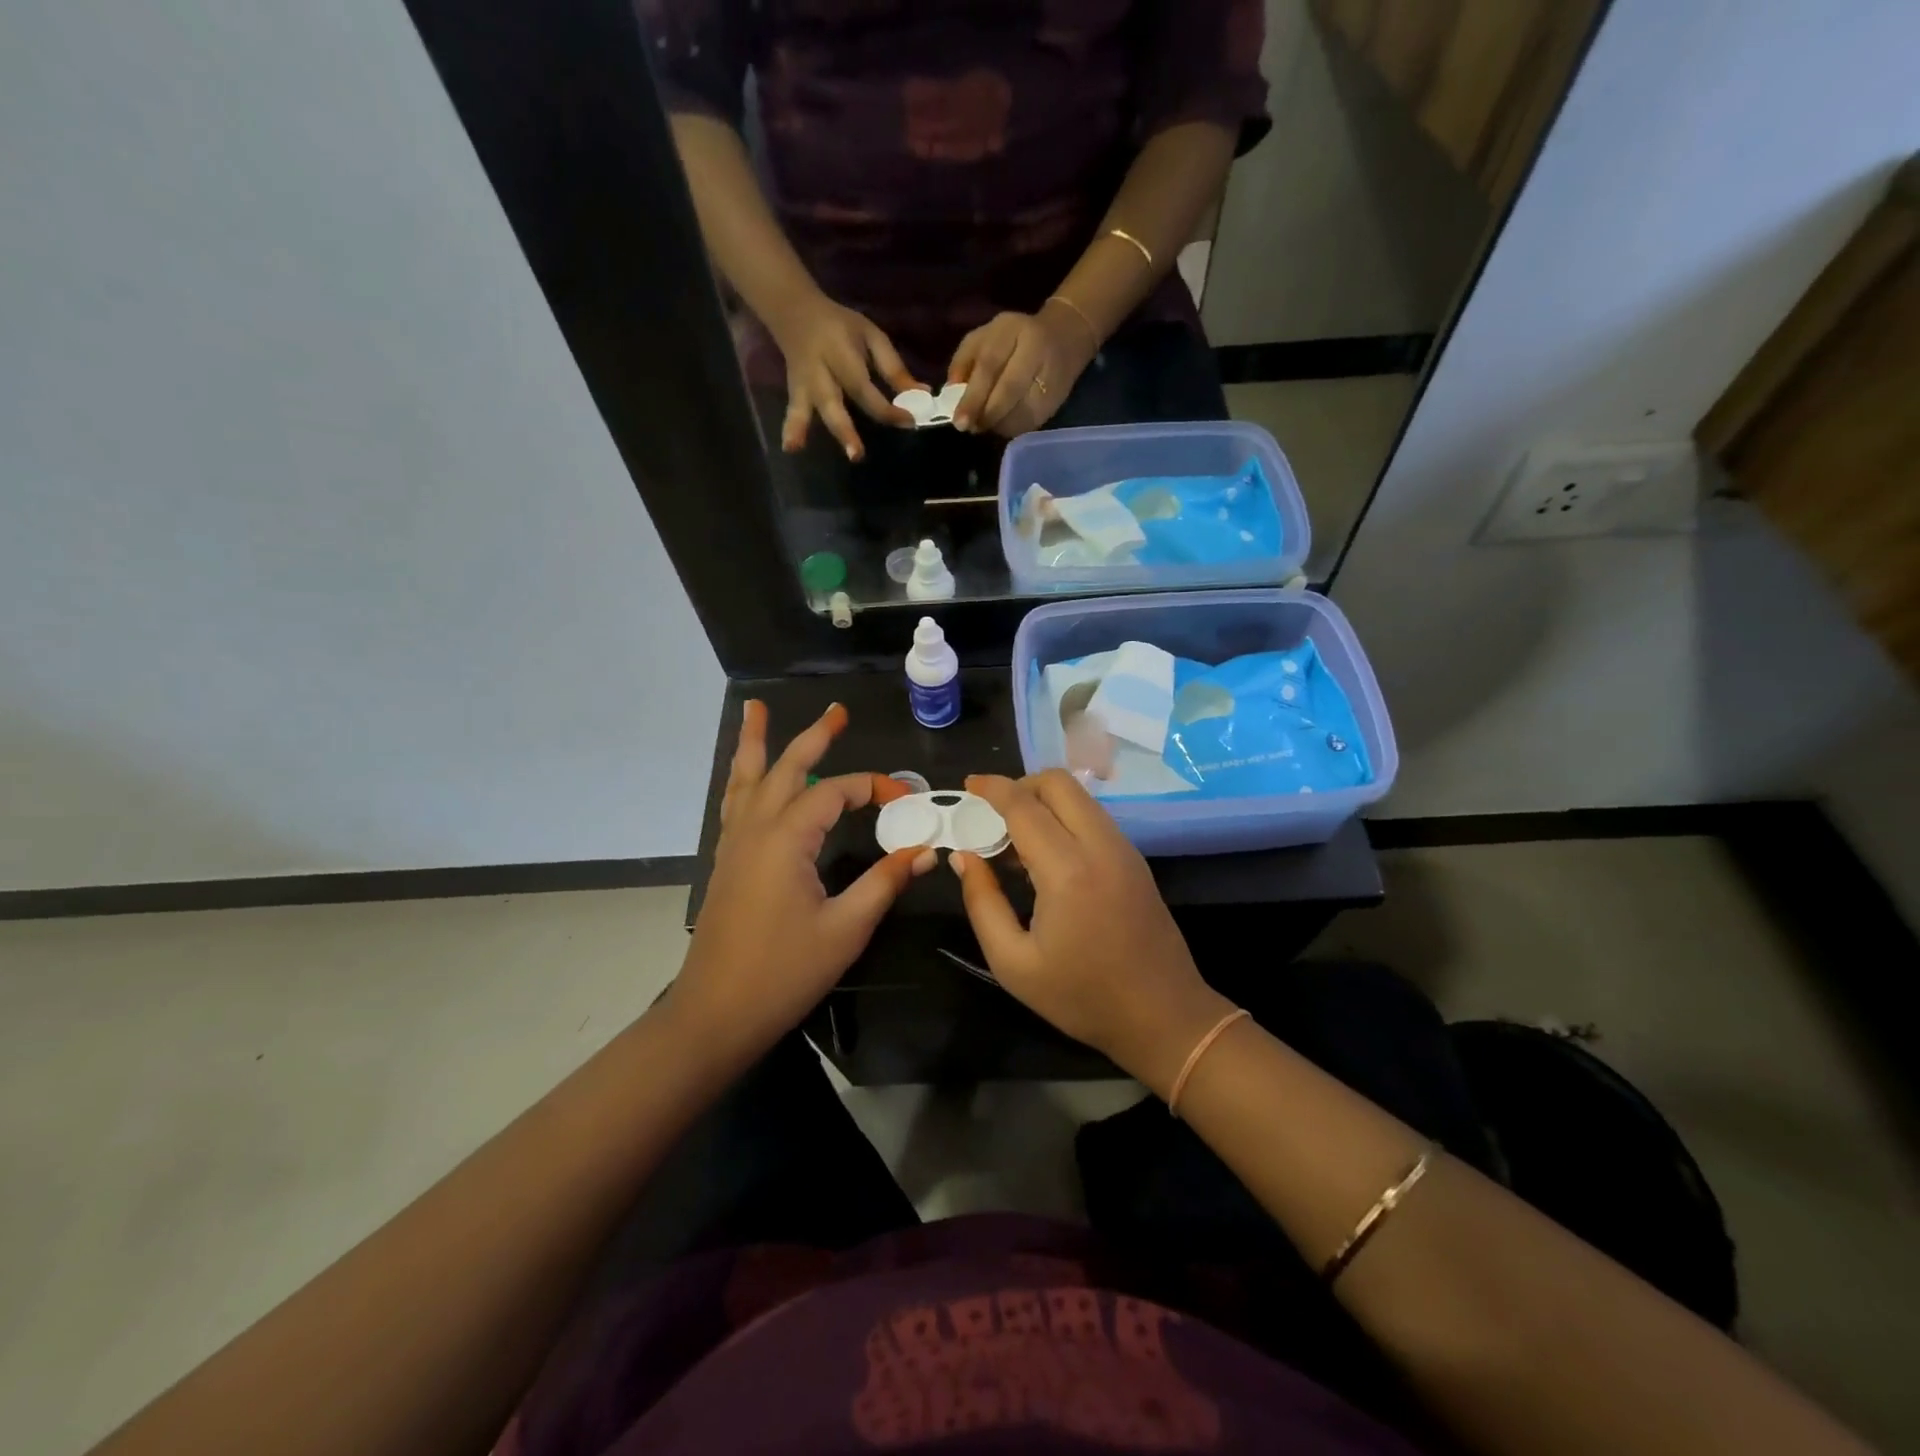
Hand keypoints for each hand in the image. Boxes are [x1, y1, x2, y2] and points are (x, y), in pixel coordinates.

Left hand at [676, 701, 933, 1059]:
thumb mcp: (845, 928)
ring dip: (756, 743)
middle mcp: (755, 829)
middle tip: (837, 711)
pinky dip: (744, 779)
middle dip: (813, 737)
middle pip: (785, 768)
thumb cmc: (783, 972)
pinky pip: (735, 803)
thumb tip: (925, 850)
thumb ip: (884, 882)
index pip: (834, 792)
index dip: (872, 787)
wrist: (715, 1014)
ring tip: (754, 709)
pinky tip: (748, 778)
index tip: (905, 797)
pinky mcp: (726, 862)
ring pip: (746, 779)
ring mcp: (734, 844)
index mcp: (785, 839)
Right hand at [768, 293, 922, 459]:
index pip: (864, 387)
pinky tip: (790, 449)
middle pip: (832, 401)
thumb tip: (922, 394)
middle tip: (856, 455)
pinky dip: (790, 429)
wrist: (794, 310)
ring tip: (798, 448)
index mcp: (841, 352)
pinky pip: (793, 410)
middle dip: (844, 429)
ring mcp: (803, 383)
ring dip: (802, 429)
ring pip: (804, 407)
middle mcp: (820, 370)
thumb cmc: (840, 327)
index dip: (887, 408)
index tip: (909, 421)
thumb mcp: (871, 336)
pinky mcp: (794, 392)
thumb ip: (893, 367)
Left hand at [948, 303, 1096, 437]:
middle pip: (1009, 390)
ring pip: (1021, 412)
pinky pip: (1031, 422)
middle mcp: (1035, 351)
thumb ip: (963, 361)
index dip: (973, 397)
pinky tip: (1002, 425)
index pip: (990, 366)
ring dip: (998, 425)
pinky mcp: (1056, 400)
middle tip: (971, 428)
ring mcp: (1050, 377)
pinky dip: (1012, 428)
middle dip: (986, 414)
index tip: (959, 421)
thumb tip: (949, 393)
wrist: (1065, 336)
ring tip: (985, 425)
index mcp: (1013, 331)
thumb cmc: (1014, 338)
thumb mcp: (984, 337)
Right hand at [951, 771, 1232, 1094]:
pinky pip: (1093, 818)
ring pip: (1079, 797)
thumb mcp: (1013, 963)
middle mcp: (1100, 846)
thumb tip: (964, 857)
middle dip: (1020, 786)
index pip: (1024, 806)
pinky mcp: (1135, 860)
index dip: (992, 788)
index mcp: (1068, 870)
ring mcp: (1123, 849)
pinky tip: (1046, 857)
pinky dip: (1064, 818)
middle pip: (1058, 783)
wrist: (1163, 1017)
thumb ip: (982, 902)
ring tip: (1014, 841)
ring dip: (1043, 802)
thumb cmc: (1082, 997)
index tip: (967, 785)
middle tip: (991, 816)